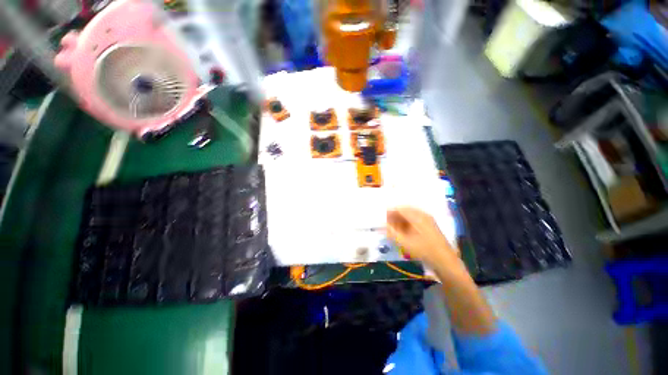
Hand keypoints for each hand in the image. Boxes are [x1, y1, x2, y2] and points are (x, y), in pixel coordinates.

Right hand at [386, 207, 459, 271]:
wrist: (446, 262)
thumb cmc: (424, 251)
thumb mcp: (405, 242)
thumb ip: (392, 232)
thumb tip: (383, 224)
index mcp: (418, 216)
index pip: (400, 208)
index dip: (390, 212)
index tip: (382, 218)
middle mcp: (423, 215)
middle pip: (405, 211)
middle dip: (394, 216)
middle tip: (386, 224)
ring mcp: (427, 220)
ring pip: (409, 216)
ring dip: (399, 220)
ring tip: (392, 228)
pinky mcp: (429, 226)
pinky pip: (414, 221)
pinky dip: (406, 224)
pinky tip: (402, 232)